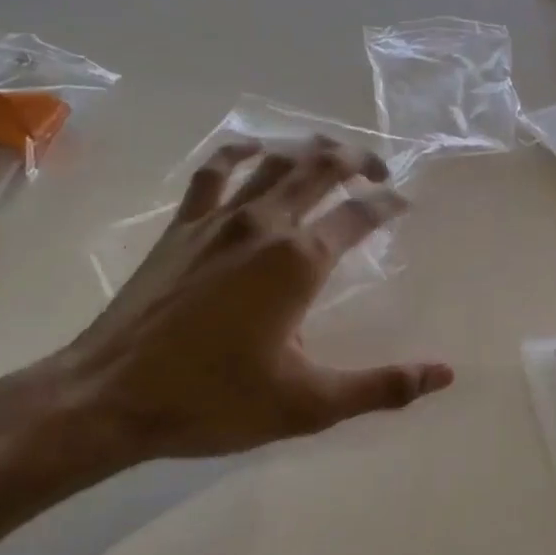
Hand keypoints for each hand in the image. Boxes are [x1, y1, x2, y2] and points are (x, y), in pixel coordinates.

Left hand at [44, 136, 453, 471]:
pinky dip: (240, 152)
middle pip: (319, 169)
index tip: (404, 201)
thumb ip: (381, 386)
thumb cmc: (213, 401)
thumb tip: (444, 374)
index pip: (359, 216)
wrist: (111, 397)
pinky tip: (252, 150)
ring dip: (308, 150)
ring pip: (273, 161)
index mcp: (299, 262)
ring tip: (329, 154)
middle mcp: (264, 225)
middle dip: (356, 160)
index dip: (388, 203)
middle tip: (378, 168)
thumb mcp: (308, 404)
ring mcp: (217, 219)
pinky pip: (214, 172)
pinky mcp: (182, 226)